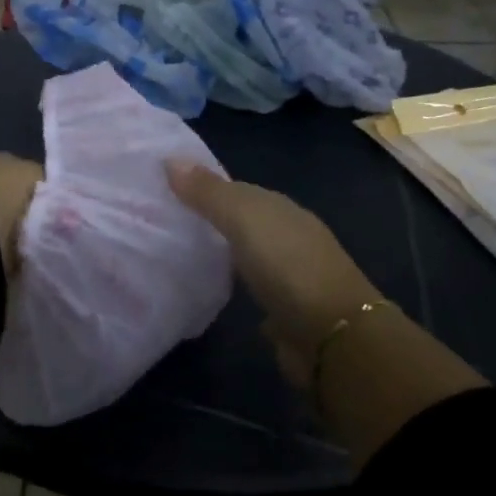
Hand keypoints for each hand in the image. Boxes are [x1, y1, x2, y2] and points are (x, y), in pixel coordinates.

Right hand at [165, 160, 380, 383]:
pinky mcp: (284, 309)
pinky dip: (232, 283)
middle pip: (241, 220)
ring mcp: (289, 273)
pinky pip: (250, 286)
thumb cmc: (286, 265)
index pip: (236, 189)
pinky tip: (208, 286)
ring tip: (178, 252)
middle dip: (209, 220)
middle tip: (162, 222)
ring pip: (245, 253)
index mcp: (280, 208)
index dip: (202, 187)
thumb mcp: (243, 218)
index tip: (164, 190)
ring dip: (221, 252)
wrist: (333, 336)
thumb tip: (170, 159)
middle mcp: (287, 234)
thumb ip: (208, 192)